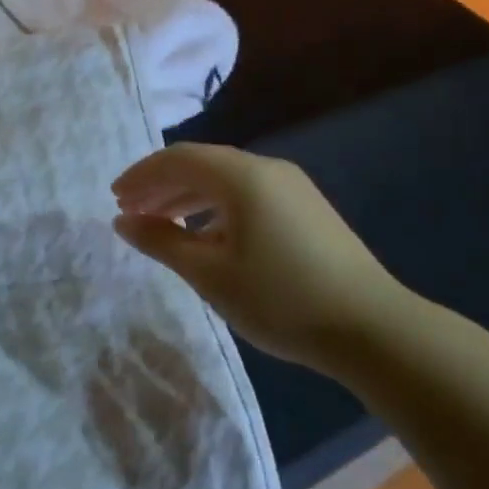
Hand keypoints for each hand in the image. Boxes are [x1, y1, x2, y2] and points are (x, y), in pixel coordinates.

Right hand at [111, 143, 417, 377]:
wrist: (373, 329)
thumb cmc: (280, 299)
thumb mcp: (209, 274)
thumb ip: (161, 242)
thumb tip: (123, 221)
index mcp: (241, 177)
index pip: (177, 159)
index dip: (141, 175)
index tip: (114, 198)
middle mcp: (267, 169)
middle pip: (201, 164)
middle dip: (161, 184)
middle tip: (130, 210)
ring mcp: (292, 187)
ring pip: (225, 179)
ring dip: (187, 196)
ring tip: (159, 222)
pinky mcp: (306, 208)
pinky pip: (247, 194)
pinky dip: (215, 207)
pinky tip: (205, 235)